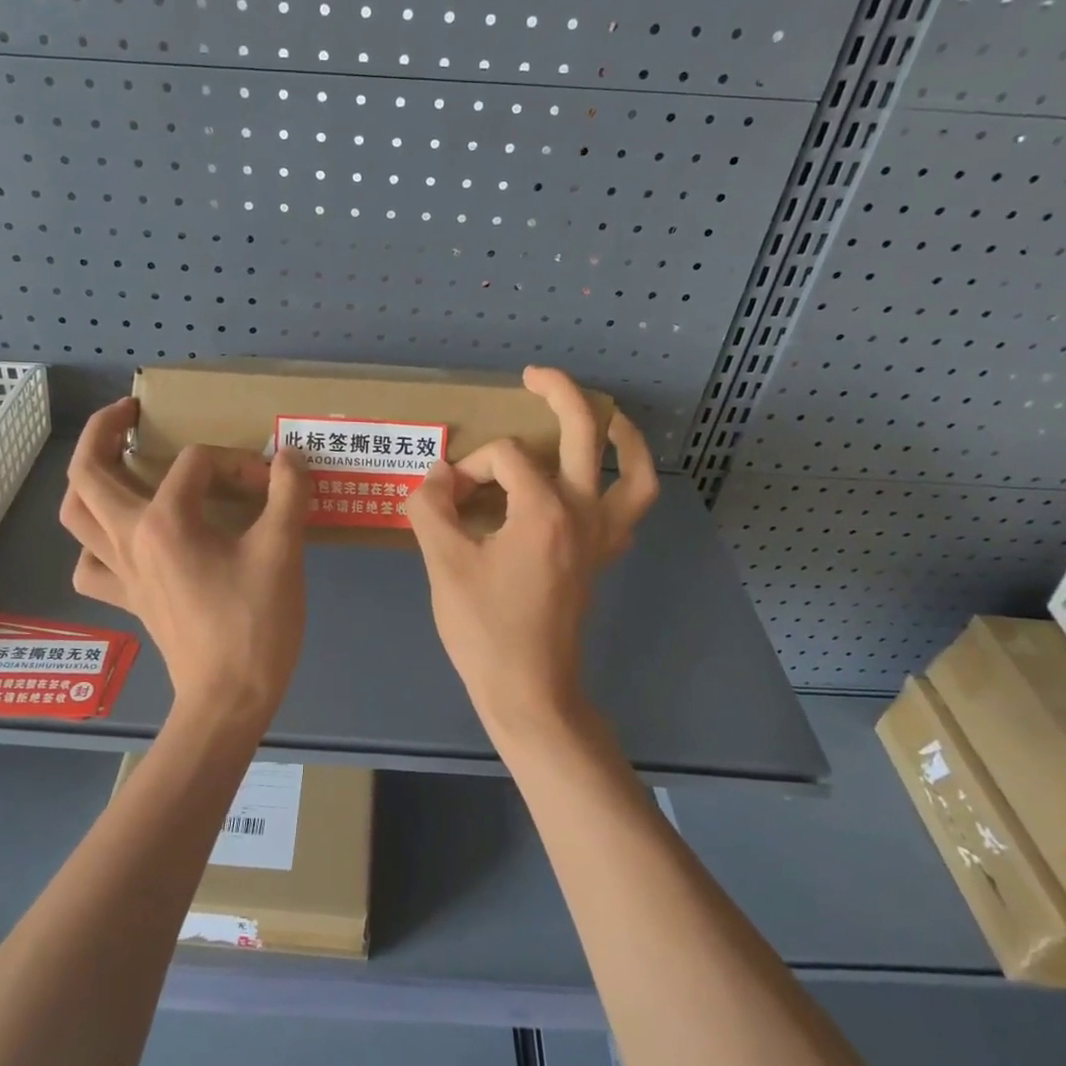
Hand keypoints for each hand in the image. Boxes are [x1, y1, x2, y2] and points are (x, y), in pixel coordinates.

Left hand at [60, 398, 309, 723]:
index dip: (237, 463)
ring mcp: (121, 572)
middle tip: (129, 413)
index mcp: (166, 522)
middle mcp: (130, 539)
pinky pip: (91, 564)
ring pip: (75, 516)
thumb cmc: (255, 624)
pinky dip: (96, 544)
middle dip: (102, 431)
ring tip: (112, 463)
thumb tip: (289, 457)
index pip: (196, 463)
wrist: (229, 700)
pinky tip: (119, 539)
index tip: (271, 484)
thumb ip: (287, 494)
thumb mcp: (282, 552)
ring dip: (86, 481)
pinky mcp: (127, 599)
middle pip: (88, 472)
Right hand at [405, 367, 658, 740]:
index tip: (444, 496)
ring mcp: (600, 537)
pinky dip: (625, 484)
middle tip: (534, 375)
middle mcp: (583, 513)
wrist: (528, 691)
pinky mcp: (601, 559)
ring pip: (633, 472)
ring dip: (621, 436)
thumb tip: (435, 477)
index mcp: (544, 510)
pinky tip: (601, 480)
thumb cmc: (485, 630)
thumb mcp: (444, 564)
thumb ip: (431, 508)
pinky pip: (630, 512)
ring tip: (606, 414)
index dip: (469, 465)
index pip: (504, 458)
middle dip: (559, 394)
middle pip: (585, 433)